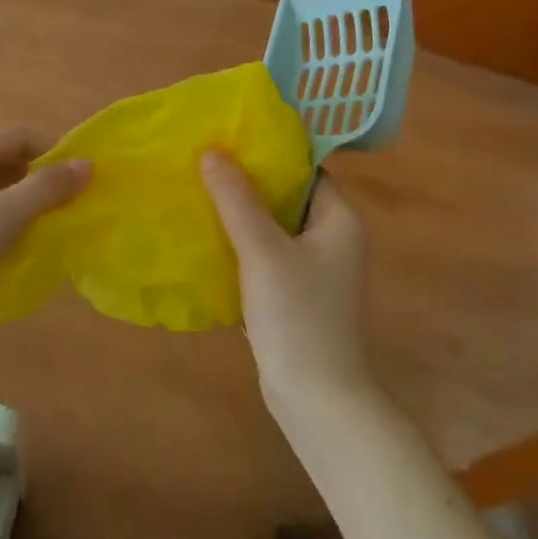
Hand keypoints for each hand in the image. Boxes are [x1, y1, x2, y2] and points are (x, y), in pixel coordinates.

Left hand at [0, 126, 89, 342]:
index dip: (52, 152)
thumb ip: (46, 188)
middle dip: (40, 182)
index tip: (80, 182)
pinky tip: (22, 251)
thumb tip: (88, 164)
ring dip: (26, 207)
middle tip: (71, 208)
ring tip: (53, 231)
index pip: (16, 137)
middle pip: (5, 165)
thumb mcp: (2, 216)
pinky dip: (7, 229)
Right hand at [202, 152, 373, 419]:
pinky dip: (241, 245)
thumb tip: (212, 151)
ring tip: (198, 194)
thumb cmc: (297, 316)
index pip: (305, 170)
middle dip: (247, 183)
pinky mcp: (296, 295)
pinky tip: (206, 239)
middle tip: (204, 164)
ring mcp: (315, 270)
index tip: (228, 140)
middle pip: (287, 197)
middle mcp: (333, 239)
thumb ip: (237, 200)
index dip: (269, 154)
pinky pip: (267, 256)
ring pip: (274, 228)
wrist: (316, 398)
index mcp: (339, 220)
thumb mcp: (263, 251)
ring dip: (241, 215)